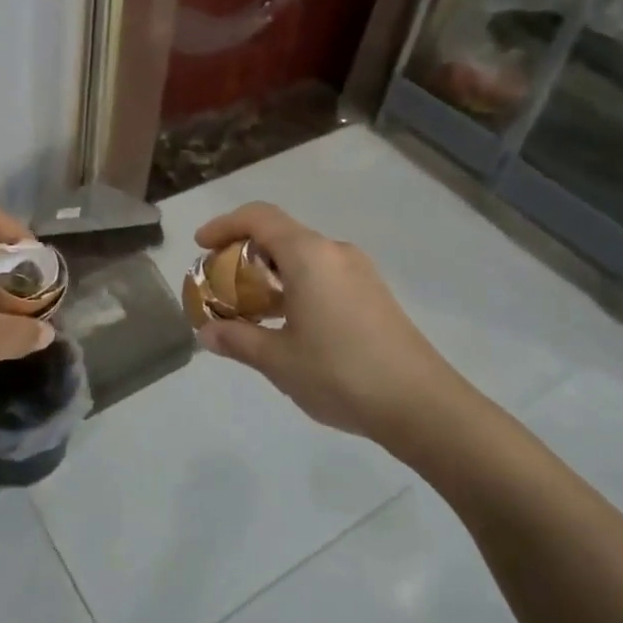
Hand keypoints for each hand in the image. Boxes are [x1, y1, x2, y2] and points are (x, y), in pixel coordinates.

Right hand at [194, 202, 474, 439]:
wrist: (421, 405)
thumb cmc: (340, 373)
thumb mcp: (278, 359)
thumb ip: (238, 338)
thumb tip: (207, 332)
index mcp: (309, 255)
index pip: (259, 217)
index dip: (224, 224)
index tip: (201, 245)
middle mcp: (335, 252)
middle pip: (281, 235)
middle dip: (244, 253)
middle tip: (220, 284)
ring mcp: (360, 272)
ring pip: (303, 257)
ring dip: (271, 273)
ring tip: (250, 309)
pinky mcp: (374, 294)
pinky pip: (324, 274)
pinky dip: (296, 285)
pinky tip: (289, 324)